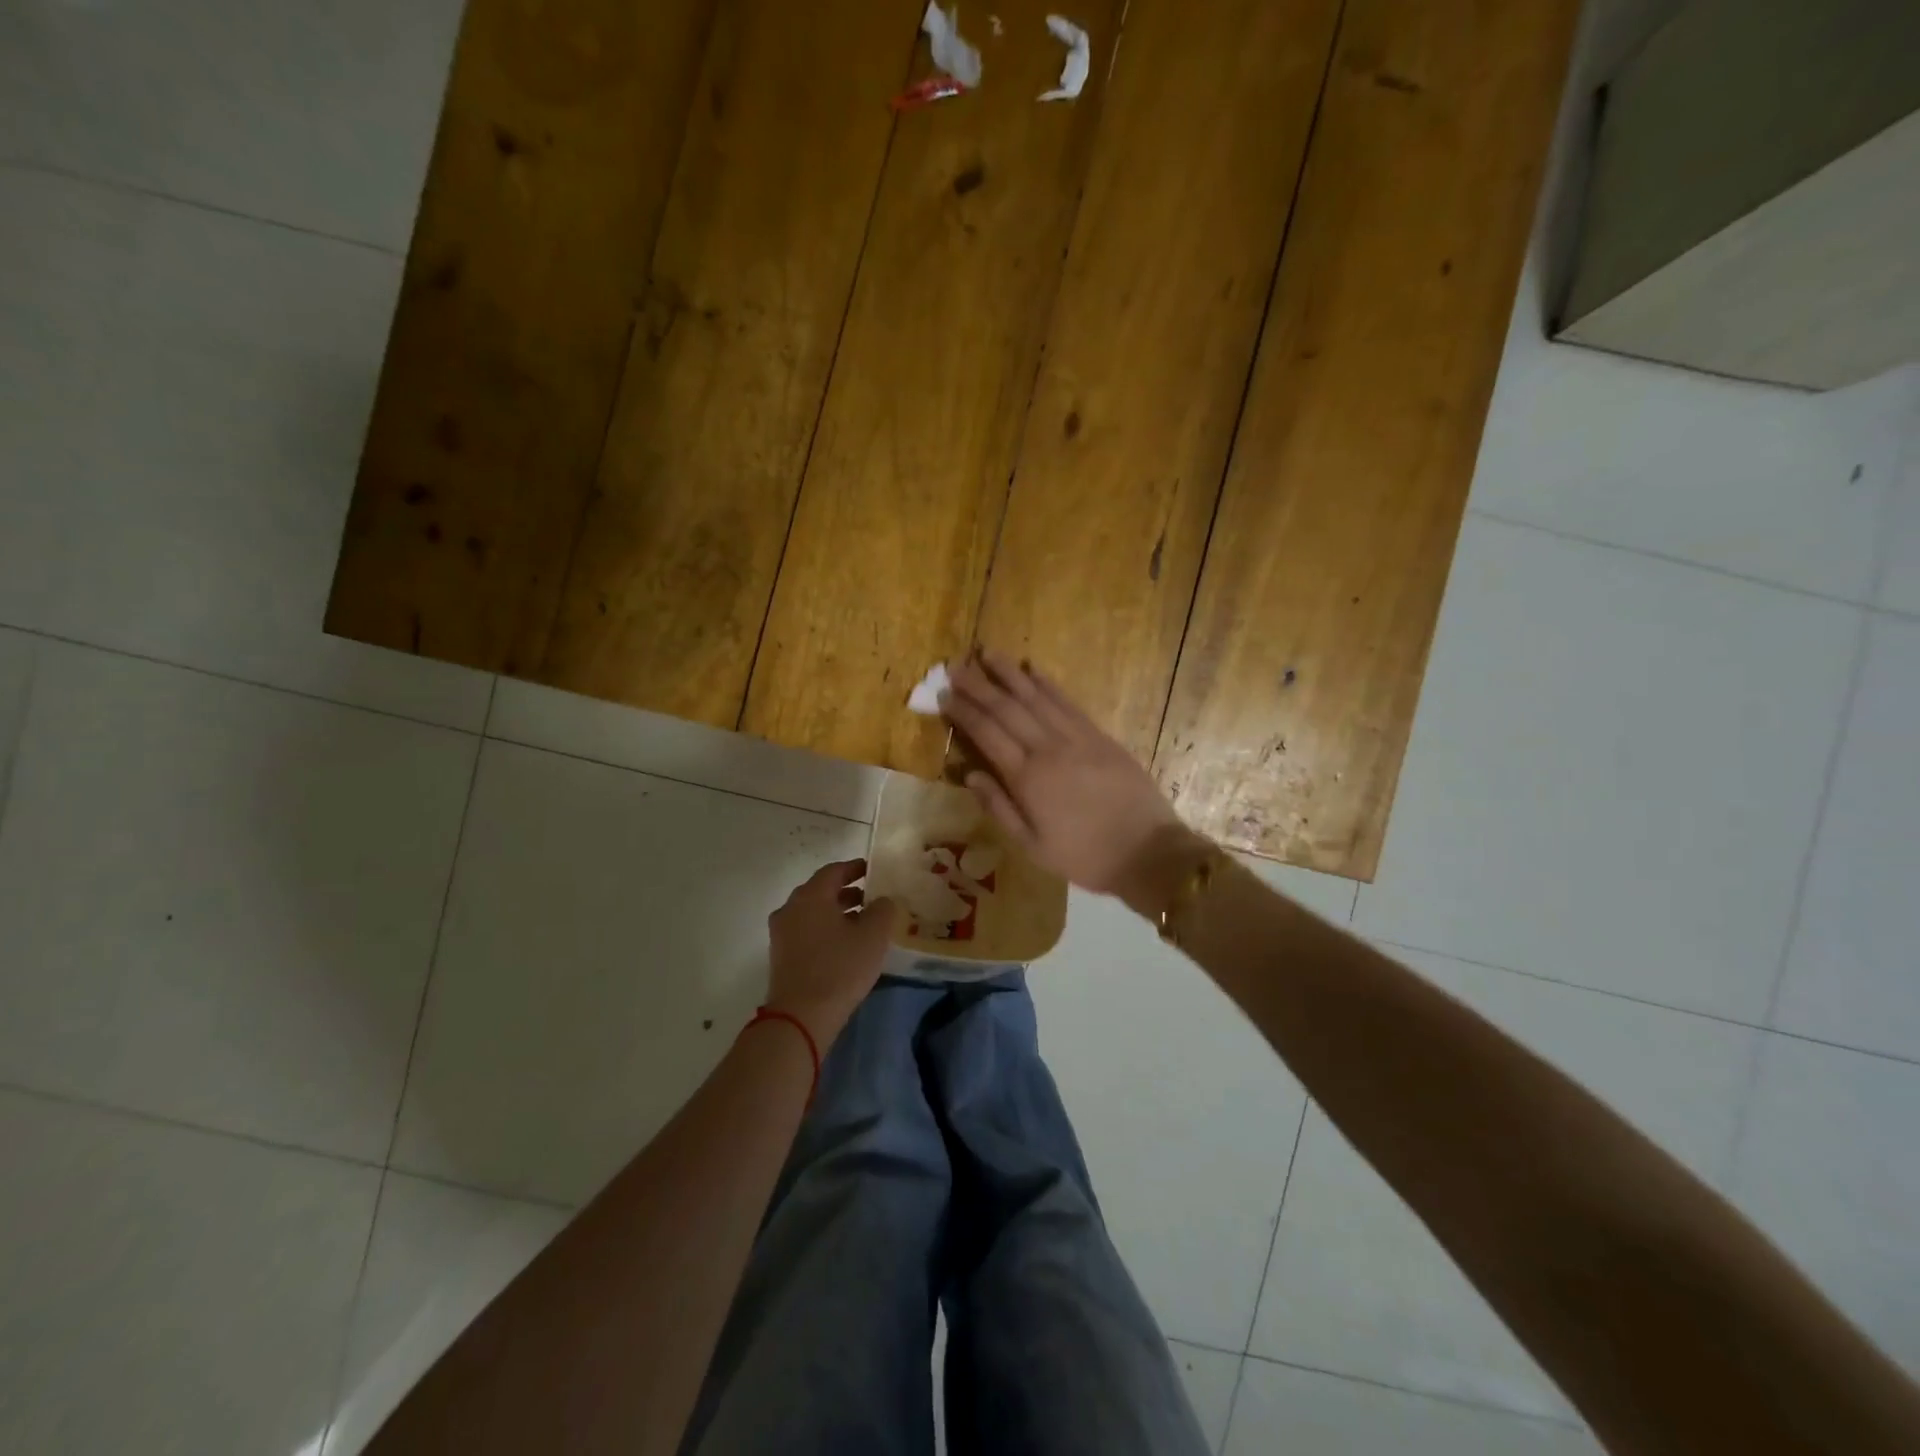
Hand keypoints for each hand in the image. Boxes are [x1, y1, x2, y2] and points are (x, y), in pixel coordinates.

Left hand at [766, 860, 901, 1046]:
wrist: (801, 1016)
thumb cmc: (840, 968)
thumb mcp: (873, 936)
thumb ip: (882, 910)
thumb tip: (881, 900)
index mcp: (811, 896)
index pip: (834, 871)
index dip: (855, 868)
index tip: (873, 870)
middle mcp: (791, 908)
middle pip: (821, 891)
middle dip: (846, 891)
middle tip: (871, 897)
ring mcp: (781, 933)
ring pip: (812, 912)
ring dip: (836, 912)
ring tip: (862, 923)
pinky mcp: (781, 956)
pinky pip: (806, 931)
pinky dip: (825, 929)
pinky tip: (844, 945)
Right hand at [941, 650, 1207, 911]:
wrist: (1147, 851)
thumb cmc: (1084, 856)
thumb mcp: (1032, 846)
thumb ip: (999, 808)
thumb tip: (969, 775)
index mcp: (1027, 778)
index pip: (987, 734)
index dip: (964, 712)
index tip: (945, 694)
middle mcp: (1048, 749)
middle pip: (1007, 708)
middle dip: (979, 685)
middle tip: (956, 665)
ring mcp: (1076, 738)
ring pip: (1036, 697)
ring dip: (1010, 674)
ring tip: (988, 653)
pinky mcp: (1099, 736)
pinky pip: (1067, 703)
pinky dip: (1048, 684)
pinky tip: (1032, 669)